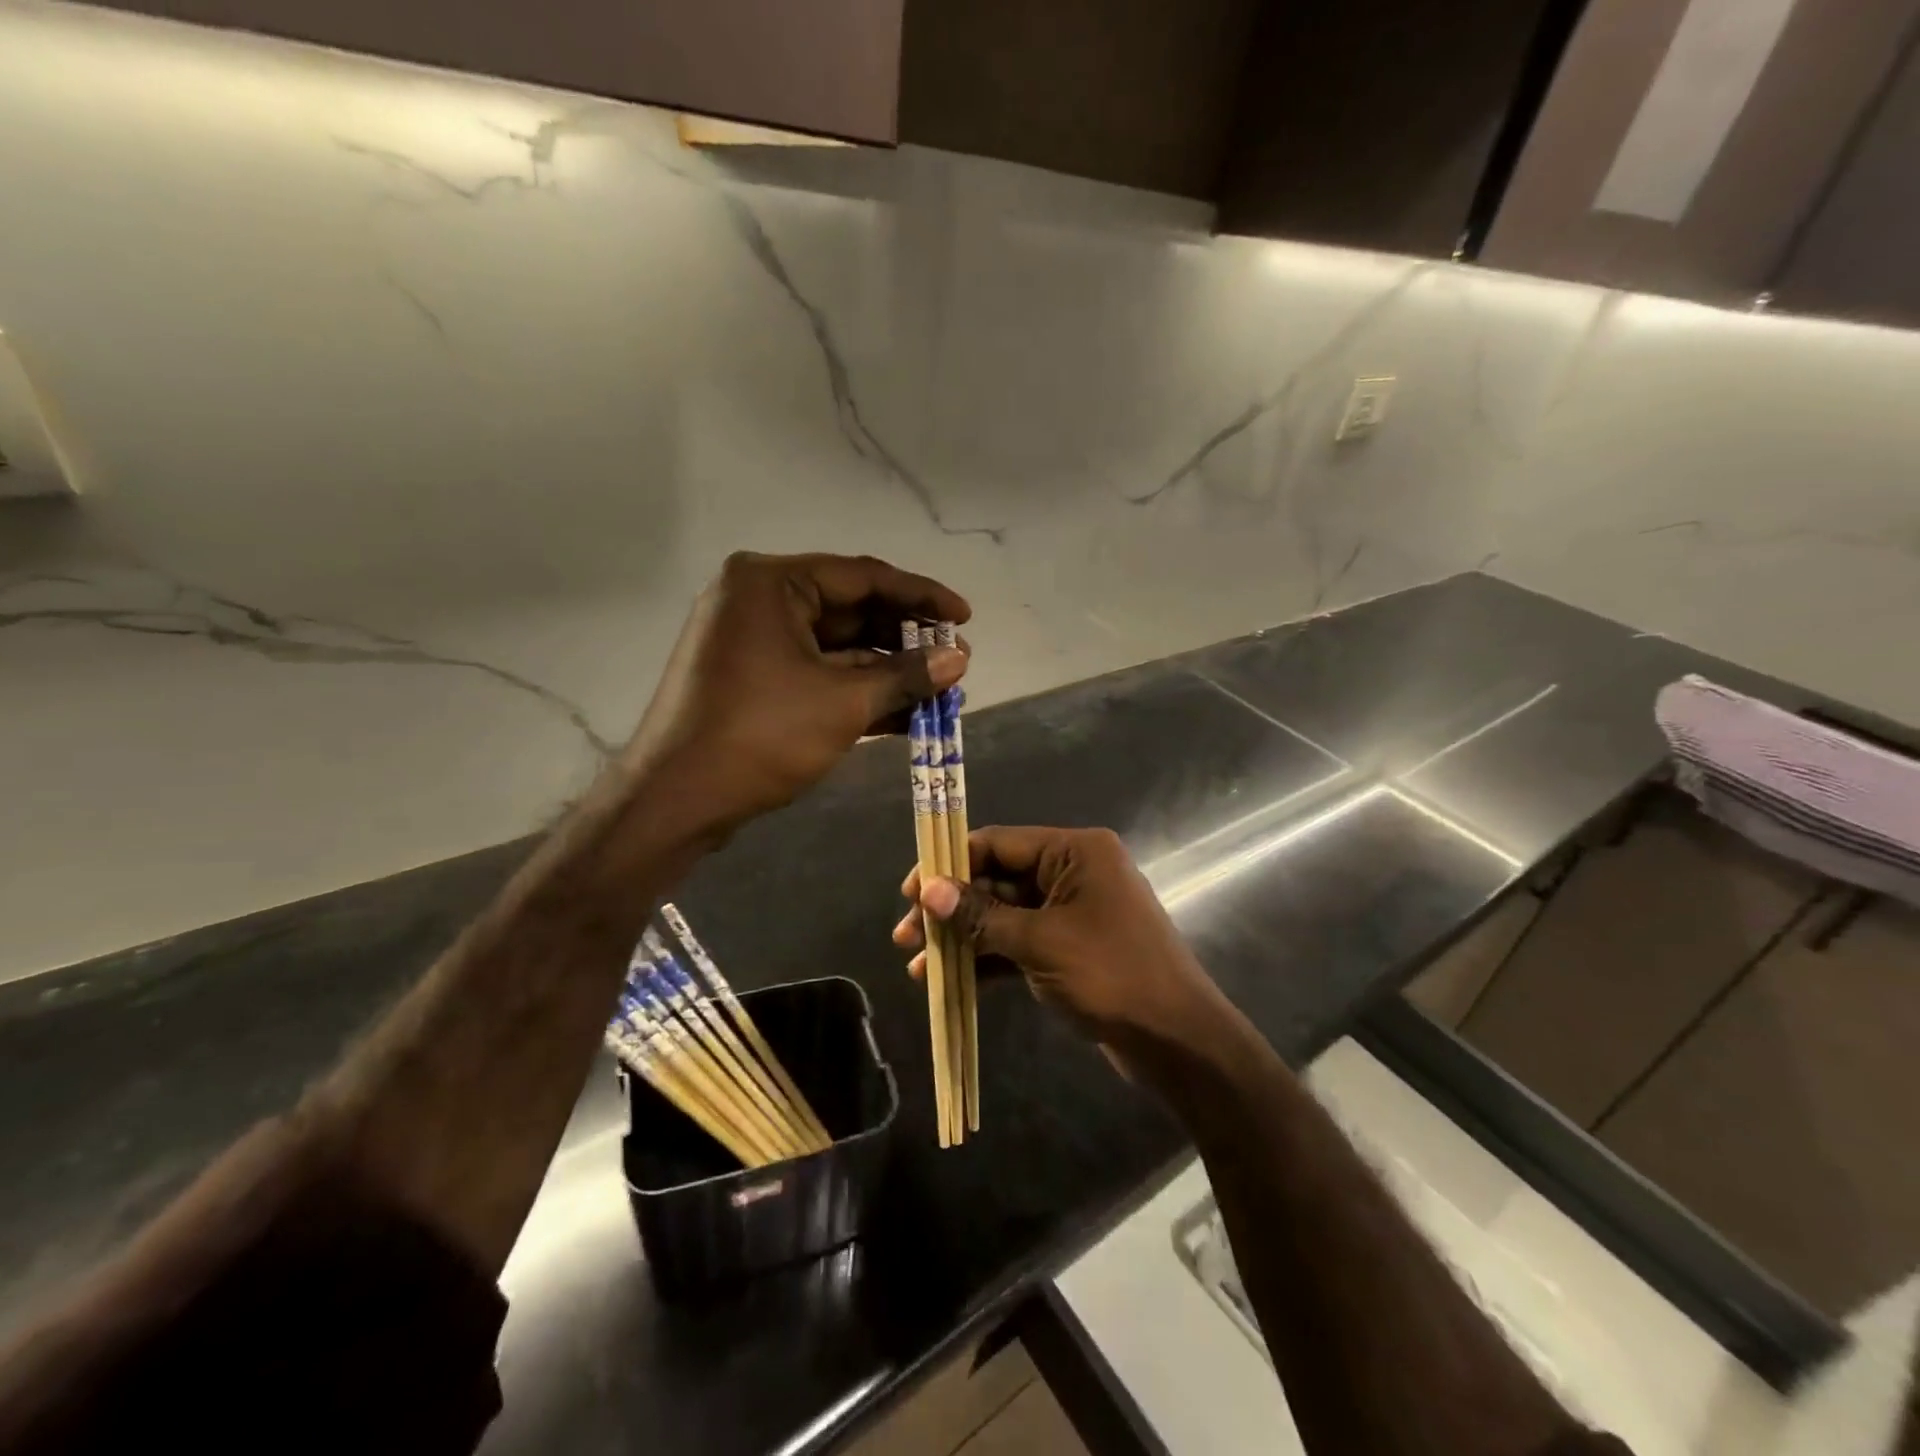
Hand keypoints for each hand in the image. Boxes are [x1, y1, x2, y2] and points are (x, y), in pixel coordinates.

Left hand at [624, 552, 969, 840]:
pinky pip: (815, 671)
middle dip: (904, 639)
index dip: (921, 596)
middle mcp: (758, 599)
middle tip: (953, 658)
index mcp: (771, 582)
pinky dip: (856, 689)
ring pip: (835, 647)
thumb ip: (905, 676)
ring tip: (939, 689)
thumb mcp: (843, 702)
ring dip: (886, 670)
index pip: (863, 577)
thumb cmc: (760, 736)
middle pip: (850, 610)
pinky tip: (904, 712)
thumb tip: (960, 659)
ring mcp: (752, 640)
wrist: (676, 799)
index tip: (965, 616)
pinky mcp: (752, 677)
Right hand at [893, 826, 1230, 1056]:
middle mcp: (1072, 871)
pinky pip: (1019, 943)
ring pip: (1003, 915)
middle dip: (951, 908)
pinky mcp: (1069, 947)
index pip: (997, 843)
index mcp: (1074, 851)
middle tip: (905, 936)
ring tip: (917, 966)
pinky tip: (950, 981)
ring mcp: (1071, 911)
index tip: (909, 892)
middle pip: (996, 880)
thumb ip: (980, 915)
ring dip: (963, 938)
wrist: (1177, 1040)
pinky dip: (988, 959)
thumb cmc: (1111, 975)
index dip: (949, 864)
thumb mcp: (1040, 942)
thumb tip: (927, 890)